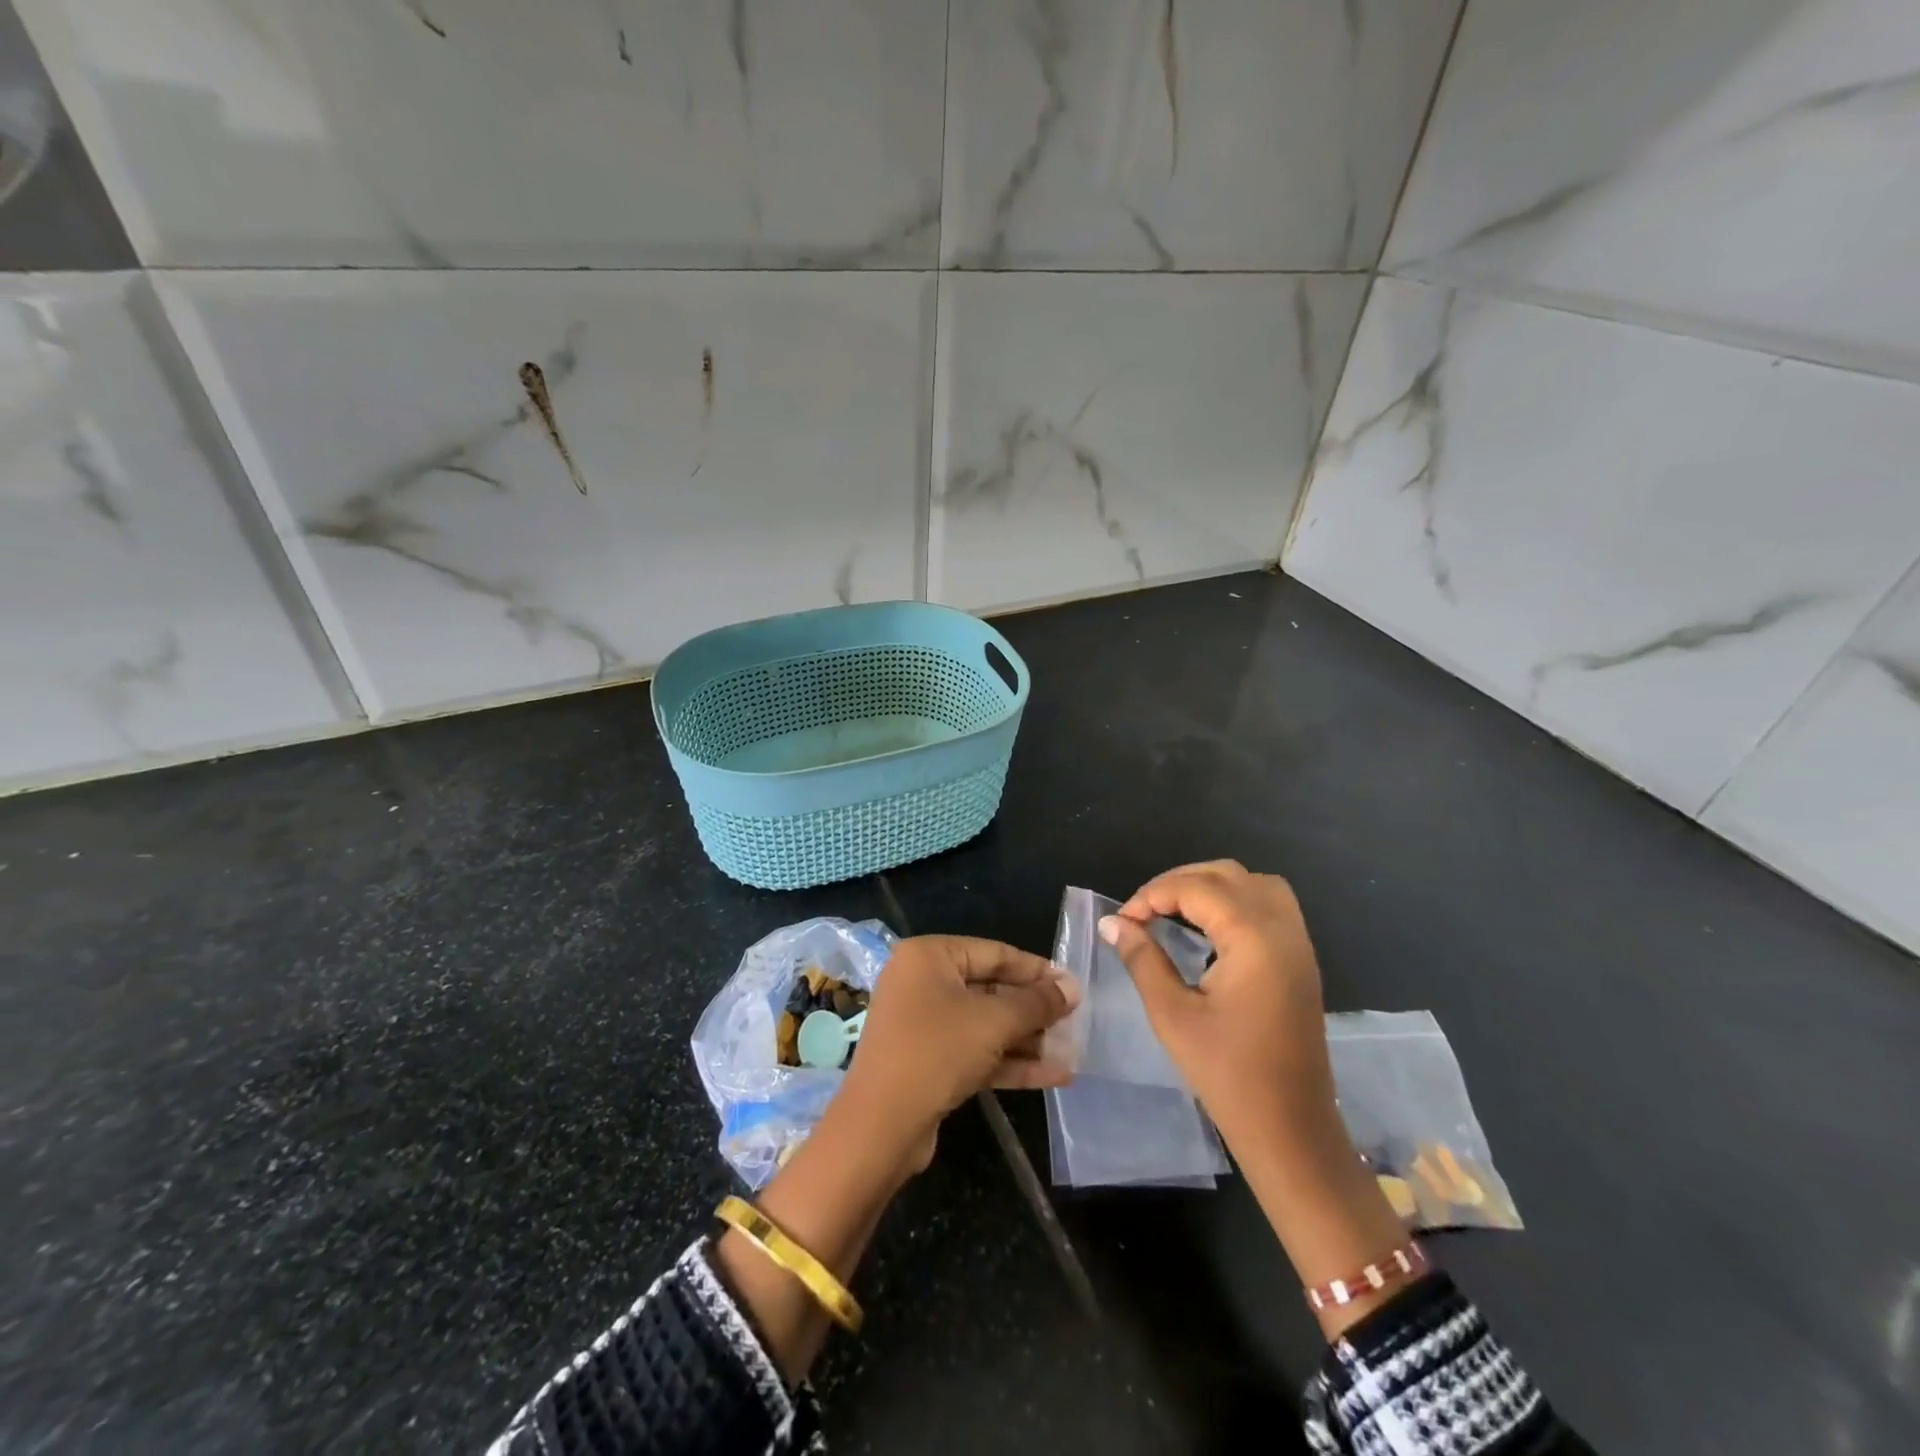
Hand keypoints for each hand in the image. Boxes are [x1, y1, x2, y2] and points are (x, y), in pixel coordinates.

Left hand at [838, 935, 1078, 1172]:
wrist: (880, 1127)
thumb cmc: (937, 1052)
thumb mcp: (994, 1022)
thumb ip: (1037, 1003)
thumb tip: (1072, 987)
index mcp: (929, 957)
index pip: (993, 952)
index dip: (1036, 969)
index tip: (1072, 985)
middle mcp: (922, 983)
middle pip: (990, 988)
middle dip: (1033, 1009)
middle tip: (1075, 1021)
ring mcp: (923, 1024)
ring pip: (985, 1024)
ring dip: (1027, 1039)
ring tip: (1072, 1050)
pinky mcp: (929, 1061)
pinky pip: (976, 1051)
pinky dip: (1010, 1061)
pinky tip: (1054, 1076)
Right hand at [1103, 860, 1409, 1336]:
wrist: (1290, 1130)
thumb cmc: (1227, 1075)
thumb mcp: (1172, 1014)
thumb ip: (1142, 959)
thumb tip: (1112, 923)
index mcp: (1254, 939)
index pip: (1197, 888)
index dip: (1152, 894)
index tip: (1122, 921)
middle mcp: (1283, 930)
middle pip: (1228, 874)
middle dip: (1180, 882)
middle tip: (1143, 911)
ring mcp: (1298, 944)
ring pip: (1254, 884)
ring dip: (1211, 886)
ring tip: (1173, 910)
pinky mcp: (1301, 961)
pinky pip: (1270, 906)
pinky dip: (1236, 902)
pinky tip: (1208, 929)